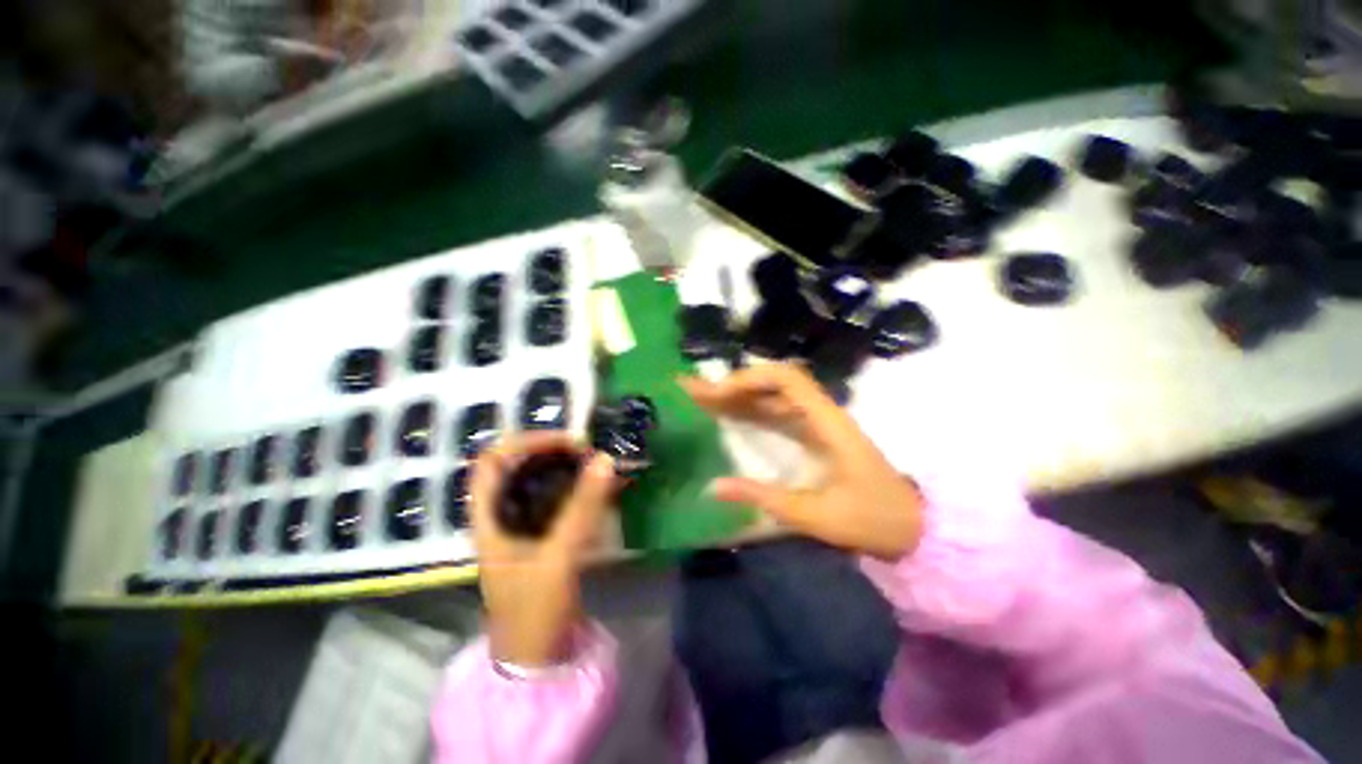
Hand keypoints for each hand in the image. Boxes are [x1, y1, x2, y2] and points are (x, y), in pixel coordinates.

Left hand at [469, 433, 615, 666]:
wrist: (537, 660)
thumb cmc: (533, 610)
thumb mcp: (557, 556)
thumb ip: (582, 508)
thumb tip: (605, 459)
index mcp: (488, 516)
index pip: (494, 459)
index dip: (526, 442)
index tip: (567, 442)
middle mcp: (502, 514)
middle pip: (520, 465)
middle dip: (554, 452)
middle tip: (589, 452)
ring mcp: (523, 525)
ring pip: (541, 481)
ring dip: (569, 468)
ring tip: (599, 464)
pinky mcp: (544, 535)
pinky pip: (559, 499)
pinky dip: (579, 488)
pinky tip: (601, 488)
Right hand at [680, 363, 923, 559]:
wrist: (914, 527)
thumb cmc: (872, 519)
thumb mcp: (815, 515)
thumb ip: (763, 497)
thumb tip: (712, 486)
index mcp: (827, 422)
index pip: (787, 379)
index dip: (749, 378)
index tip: (718, 393)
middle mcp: (821, 413)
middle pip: (773, 382)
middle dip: (732, 384)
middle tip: (693, 390)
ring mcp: (817, 423)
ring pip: (772, 396)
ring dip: (737, 395)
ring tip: (701, 398)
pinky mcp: (814, 434)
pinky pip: (777, 413)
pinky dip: (749, 410)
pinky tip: (728, 416)